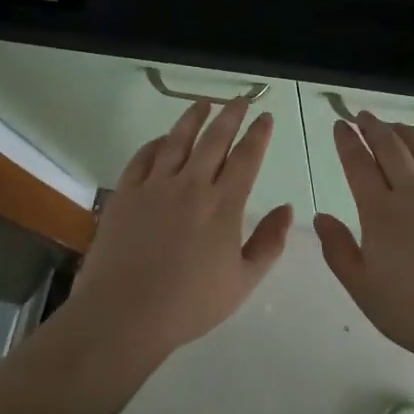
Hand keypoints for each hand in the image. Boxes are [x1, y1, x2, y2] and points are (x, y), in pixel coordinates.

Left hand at [64, 97, 293, 367]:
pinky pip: (143, 157)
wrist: (125, 313)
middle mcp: (191, 186)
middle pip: (214, 140)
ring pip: (177, 140)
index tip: (265, 117)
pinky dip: (156, 143)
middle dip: (230, 115)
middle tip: (239, 100)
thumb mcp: (243, 282)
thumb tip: (288, 209)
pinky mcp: (125, 193)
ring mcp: (155, 186)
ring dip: (193, 118)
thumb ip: (269, 243)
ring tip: (203, 103)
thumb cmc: (190, 304)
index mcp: (223, 206)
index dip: (258, 134)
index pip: (246, 158)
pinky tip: (162, 139)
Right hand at [316, 113, 413, 370]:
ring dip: (409, 135)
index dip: (347, 142)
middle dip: (375, 128)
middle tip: (365, 116)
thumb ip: (339, 250)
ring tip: (399, 127)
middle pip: (392, 149)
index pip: (359, 165)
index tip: (341, 125)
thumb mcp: (364, 288)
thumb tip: (320, 216)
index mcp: (381, 212)